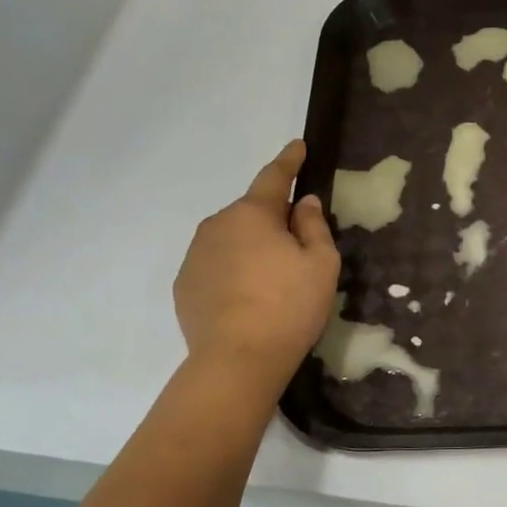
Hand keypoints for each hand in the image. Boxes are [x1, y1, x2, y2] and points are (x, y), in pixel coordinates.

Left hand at [174, 141, 338, 386]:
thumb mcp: (321, 264)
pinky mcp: (185, 287)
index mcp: (252, 214)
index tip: (298, 146)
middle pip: (252, 213)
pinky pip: (216, 267)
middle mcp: (217, 226)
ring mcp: (195, 256)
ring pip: (232, 240)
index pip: (274, 177)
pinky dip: (234, 273)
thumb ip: (313, 227)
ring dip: (252, 249)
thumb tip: (303, 203)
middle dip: (274, 221)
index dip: (289, 161)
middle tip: (299, 248)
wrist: (238, 360)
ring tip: (274, 282)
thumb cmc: (289, 306)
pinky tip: (249, 300)